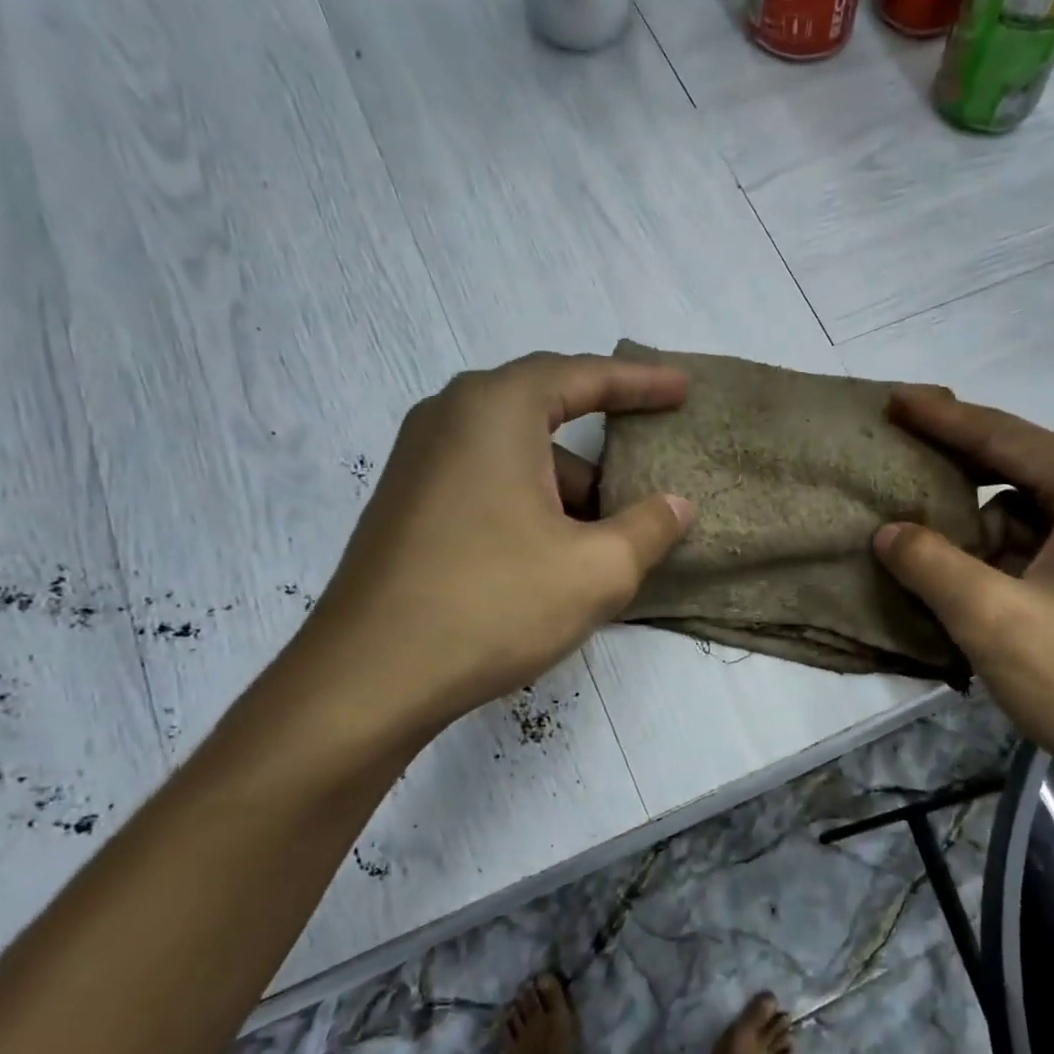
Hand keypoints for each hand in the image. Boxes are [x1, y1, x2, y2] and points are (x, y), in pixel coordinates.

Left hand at [289, 352, 693, 752]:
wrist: (370, 678)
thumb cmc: (493, 604)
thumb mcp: (597, 569)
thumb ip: (650, 527)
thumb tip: (676, 504)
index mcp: (495, 410)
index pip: (583, 375)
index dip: (641, 382)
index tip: (683, 388)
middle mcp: (449, 418)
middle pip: (545, 413)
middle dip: (602, 444)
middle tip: (648, 464)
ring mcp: (418, 463)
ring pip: (516, 459)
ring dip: (567, 490)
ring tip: (609, 541)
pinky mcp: (407, 507)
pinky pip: (487, 486)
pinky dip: (531, 508)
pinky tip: (555, 560)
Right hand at [873, 388, 1053, 818]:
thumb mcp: (994, 619)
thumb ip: (931, 564)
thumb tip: (887, 531)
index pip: (1004, 437)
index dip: (941, 418)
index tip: (891, 400)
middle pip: (1018, 473)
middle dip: (955, 476)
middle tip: (894, 468)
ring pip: (1028, 520)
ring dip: (974, 532)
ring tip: (916, 542)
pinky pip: (1042, 555)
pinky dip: (999, 564)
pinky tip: (962, 587)